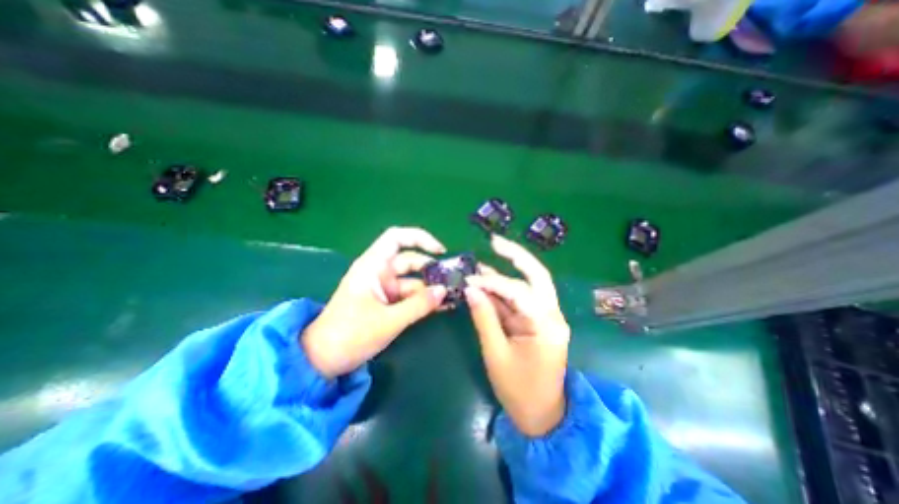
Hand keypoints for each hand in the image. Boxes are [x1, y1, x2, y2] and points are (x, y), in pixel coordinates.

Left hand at [302, 229, 449, 377]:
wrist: (323, 360)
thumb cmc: (350, 334)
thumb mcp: (388, 320)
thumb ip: (419, 305)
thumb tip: (444, 291)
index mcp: (373, 266)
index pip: (396, 238)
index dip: (419, 238)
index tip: (440, 251)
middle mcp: (379, 272)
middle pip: (410, 261)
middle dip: (432, 269)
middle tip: (454, 281)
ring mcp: (383, 288)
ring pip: (412, 281)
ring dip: (430, 288)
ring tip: (452, 297)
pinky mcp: (387, 302)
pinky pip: (409, 296)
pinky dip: (423, 300)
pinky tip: (440, 306)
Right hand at [462, 234, 566, 433]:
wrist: (543, 415)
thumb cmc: (519, 390)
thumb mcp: (496, 354)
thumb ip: (484, 318)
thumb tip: (471, 288)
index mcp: (546, 326)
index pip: (518, 292)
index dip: (492, 282)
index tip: (470, 279)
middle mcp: (553, 315)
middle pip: (537, 275)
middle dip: (516, 256)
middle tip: (495, 241)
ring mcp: (548, 316)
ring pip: (531, 283)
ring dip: (509, 269)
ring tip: (489, 254)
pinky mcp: (539, 320)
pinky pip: (522, 297)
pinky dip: (505, 288)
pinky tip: (489, 279)